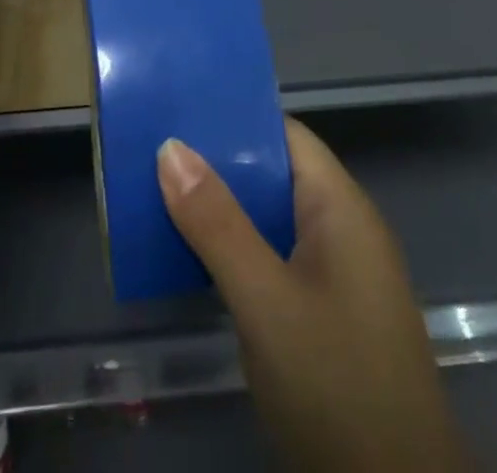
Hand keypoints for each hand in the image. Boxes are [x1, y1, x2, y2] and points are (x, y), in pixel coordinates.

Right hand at [159, 121, 467, 471]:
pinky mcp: (328, 315)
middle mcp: (343, 229)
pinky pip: (275, 258)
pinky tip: (194, 258)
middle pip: (274, 175)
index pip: (284, 134)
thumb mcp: (265, 302)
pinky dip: (237, 250)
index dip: (233, 119)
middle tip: (153, 153)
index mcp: (340, 207)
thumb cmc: (336, 386)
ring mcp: (338, 275)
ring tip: (159, 195)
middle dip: (218, 164)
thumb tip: (170, 146)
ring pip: (271, 220)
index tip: (177, 111)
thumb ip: (217, 224)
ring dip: (223, 210)